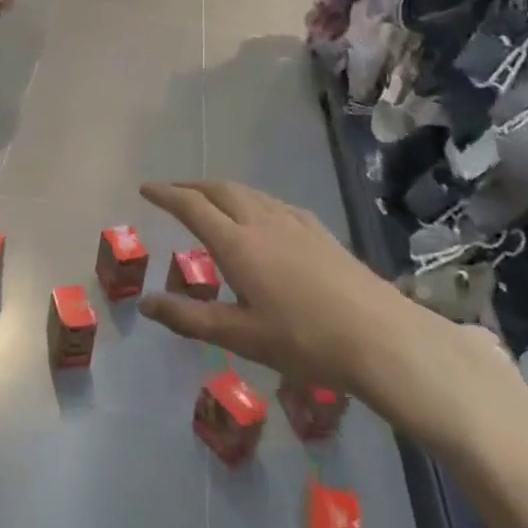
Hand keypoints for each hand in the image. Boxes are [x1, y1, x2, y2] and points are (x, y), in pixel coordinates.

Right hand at [137, 180, 449, 400]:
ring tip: (209, 201)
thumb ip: (188, 318)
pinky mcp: (320, 232)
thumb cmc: (304, 341)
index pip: (192, 207)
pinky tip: (260, 217)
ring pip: (249, 193)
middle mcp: (262, 223)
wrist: (382, 338)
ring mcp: (295, 223)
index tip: (145, 189)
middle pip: (220, 190)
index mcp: (237, 244)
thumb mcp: (238, 336)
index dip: (165, 195)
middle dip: (191, 186)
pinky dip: (251, 200)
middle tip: (172, 192)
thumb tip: (145, 303)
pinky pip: (274, 203)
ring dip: (221, 190)